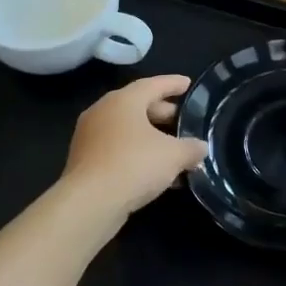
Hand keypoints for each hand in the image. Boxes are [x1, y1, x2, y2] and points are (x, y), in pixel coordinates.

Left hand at [60, 75, 208, 216]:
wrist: (89, 202)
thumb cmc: (134, 165)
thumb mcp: (173, 155)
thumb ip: (191, 148)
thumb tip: (200, 147)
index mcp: (123, 101)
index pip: (152, 85)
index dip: (173, 84)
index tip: (188, 83)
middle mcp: (102, 112)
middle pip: (138, 106)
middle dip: (164, 114)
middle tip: (184, 121)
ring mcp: (90, 137)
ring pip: (128, 131)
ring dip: (152, 139)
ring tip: (176, 151)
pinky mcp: (85, 161)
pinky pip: (118, 150)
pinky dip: (138, 155)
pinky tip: (158, 173)